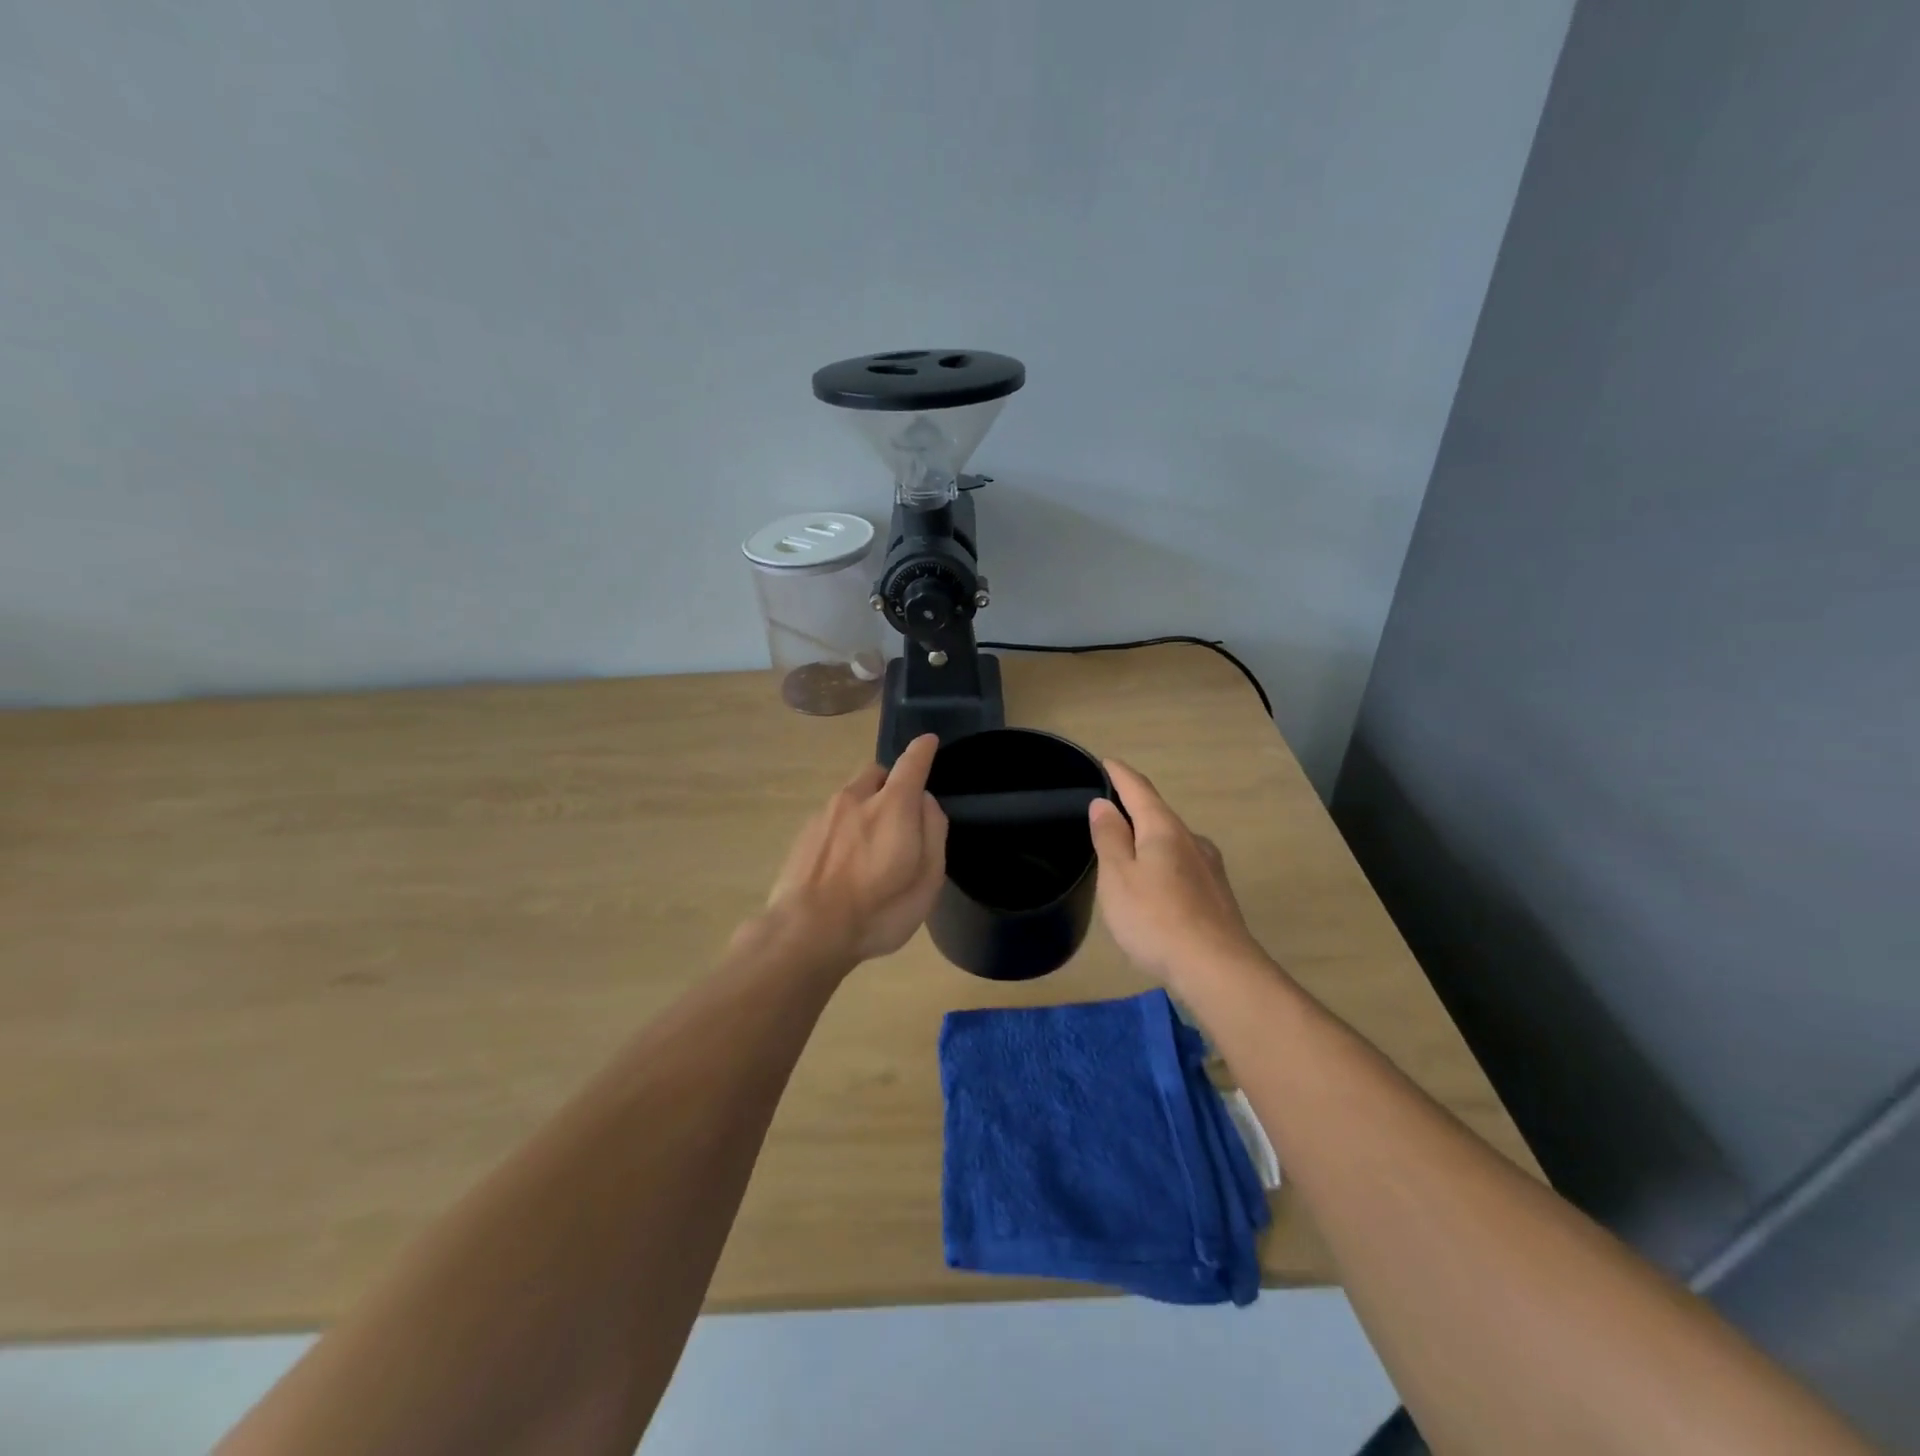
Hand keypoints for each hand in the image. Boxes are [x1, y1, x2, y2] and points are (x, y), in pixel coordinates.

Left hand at [763, 734, 948, 968]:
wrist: (805, 932)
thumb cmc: (878, 911)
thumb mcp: (927, 880)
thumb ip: (933, 833)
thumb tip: (926, 802)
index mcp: (892, 806)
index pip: (911, 764)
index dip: (922, 751)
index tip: (928, 742)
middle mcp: (856, 798)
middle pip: (877, 773)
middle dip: (892, 783)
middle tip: (901, 816)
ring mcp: (825, 814)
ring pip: (852, 795)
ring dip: (866, 806)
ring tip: (870, 848)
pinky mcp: (804, 834)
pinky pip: (833, 817)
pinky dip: (845, 827)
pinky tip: (844, 863)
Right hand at [1089, 759, 1261, 983]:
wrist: (1217, 968)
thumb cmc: (1156, 918)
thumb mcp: (1118, 876)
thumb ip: (1109, 837)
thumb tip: (1104, 804)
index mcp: (1164, 829)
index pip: (1139, 789)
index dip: (1120, 774)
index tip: (1106, 761)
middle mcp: (1192, 840)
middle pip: (1158, 814)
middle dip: (1134, 809)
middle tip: (1107, 812)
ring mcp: (1209, 867)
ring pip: (1172, 842)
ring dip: (1149, 839)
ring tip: (1127, 851)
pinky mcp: (1217, 894)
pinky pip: (1182, 866)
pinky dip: (1163, 864)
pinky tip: (1155, 886)